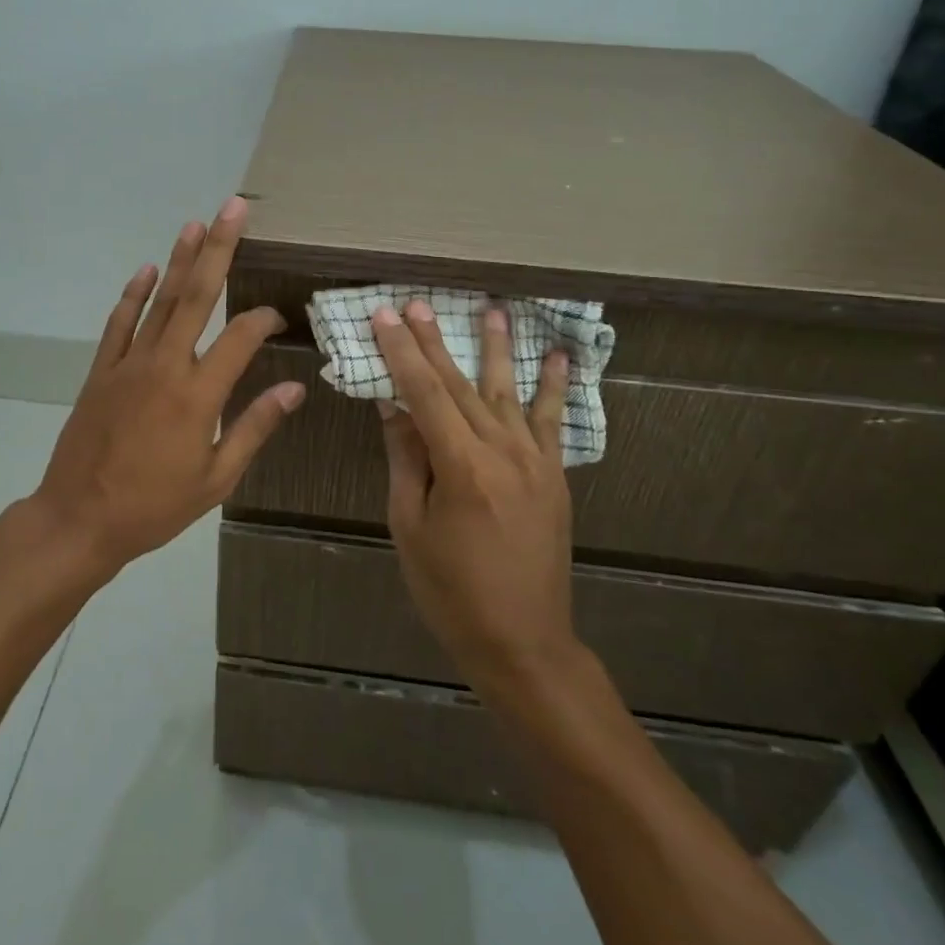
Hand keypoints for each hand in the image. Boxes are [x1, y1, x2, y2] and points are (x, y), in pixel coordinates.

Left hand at [27, 197, 305, 578]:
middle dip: (218, 249)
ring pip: (159, 302)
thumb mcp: (216, 478)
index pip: (240, 338)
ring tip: (194, 224)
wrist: (79, 519)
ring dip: (178, 261)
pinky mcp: (101, 372)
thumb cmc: (154, 506)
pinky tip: (144, 271)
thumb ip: (254, 427)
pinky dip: (132, 296)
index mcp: (197, 394)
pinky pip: (119, 324)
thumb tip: (294, 388)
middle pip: (196, 296)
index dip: (263, 320)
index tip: (279, 315)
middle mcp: (164, 366)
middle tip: (232, 209)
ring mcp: (128, 364)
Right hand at [370, 299, 579, 700]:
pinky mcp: (555, 476)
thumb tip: (393, 403)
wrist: (523, 640)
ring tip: (491, 310)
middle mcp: (502, 452)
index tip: (385, 317)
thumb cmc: (451, 590)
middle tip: (418, 303)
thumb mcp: (410, 525)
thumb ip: (406, 458)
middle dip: (435, 342)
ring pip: (506, 392)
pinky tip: (559, 357)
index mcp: (460, 466)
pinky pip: (553, 422)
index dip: (401, 352)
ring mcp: (535, 462)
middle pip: (460, 384)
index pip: (423, 393)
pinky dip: (555, 387)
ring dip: (496, 349)